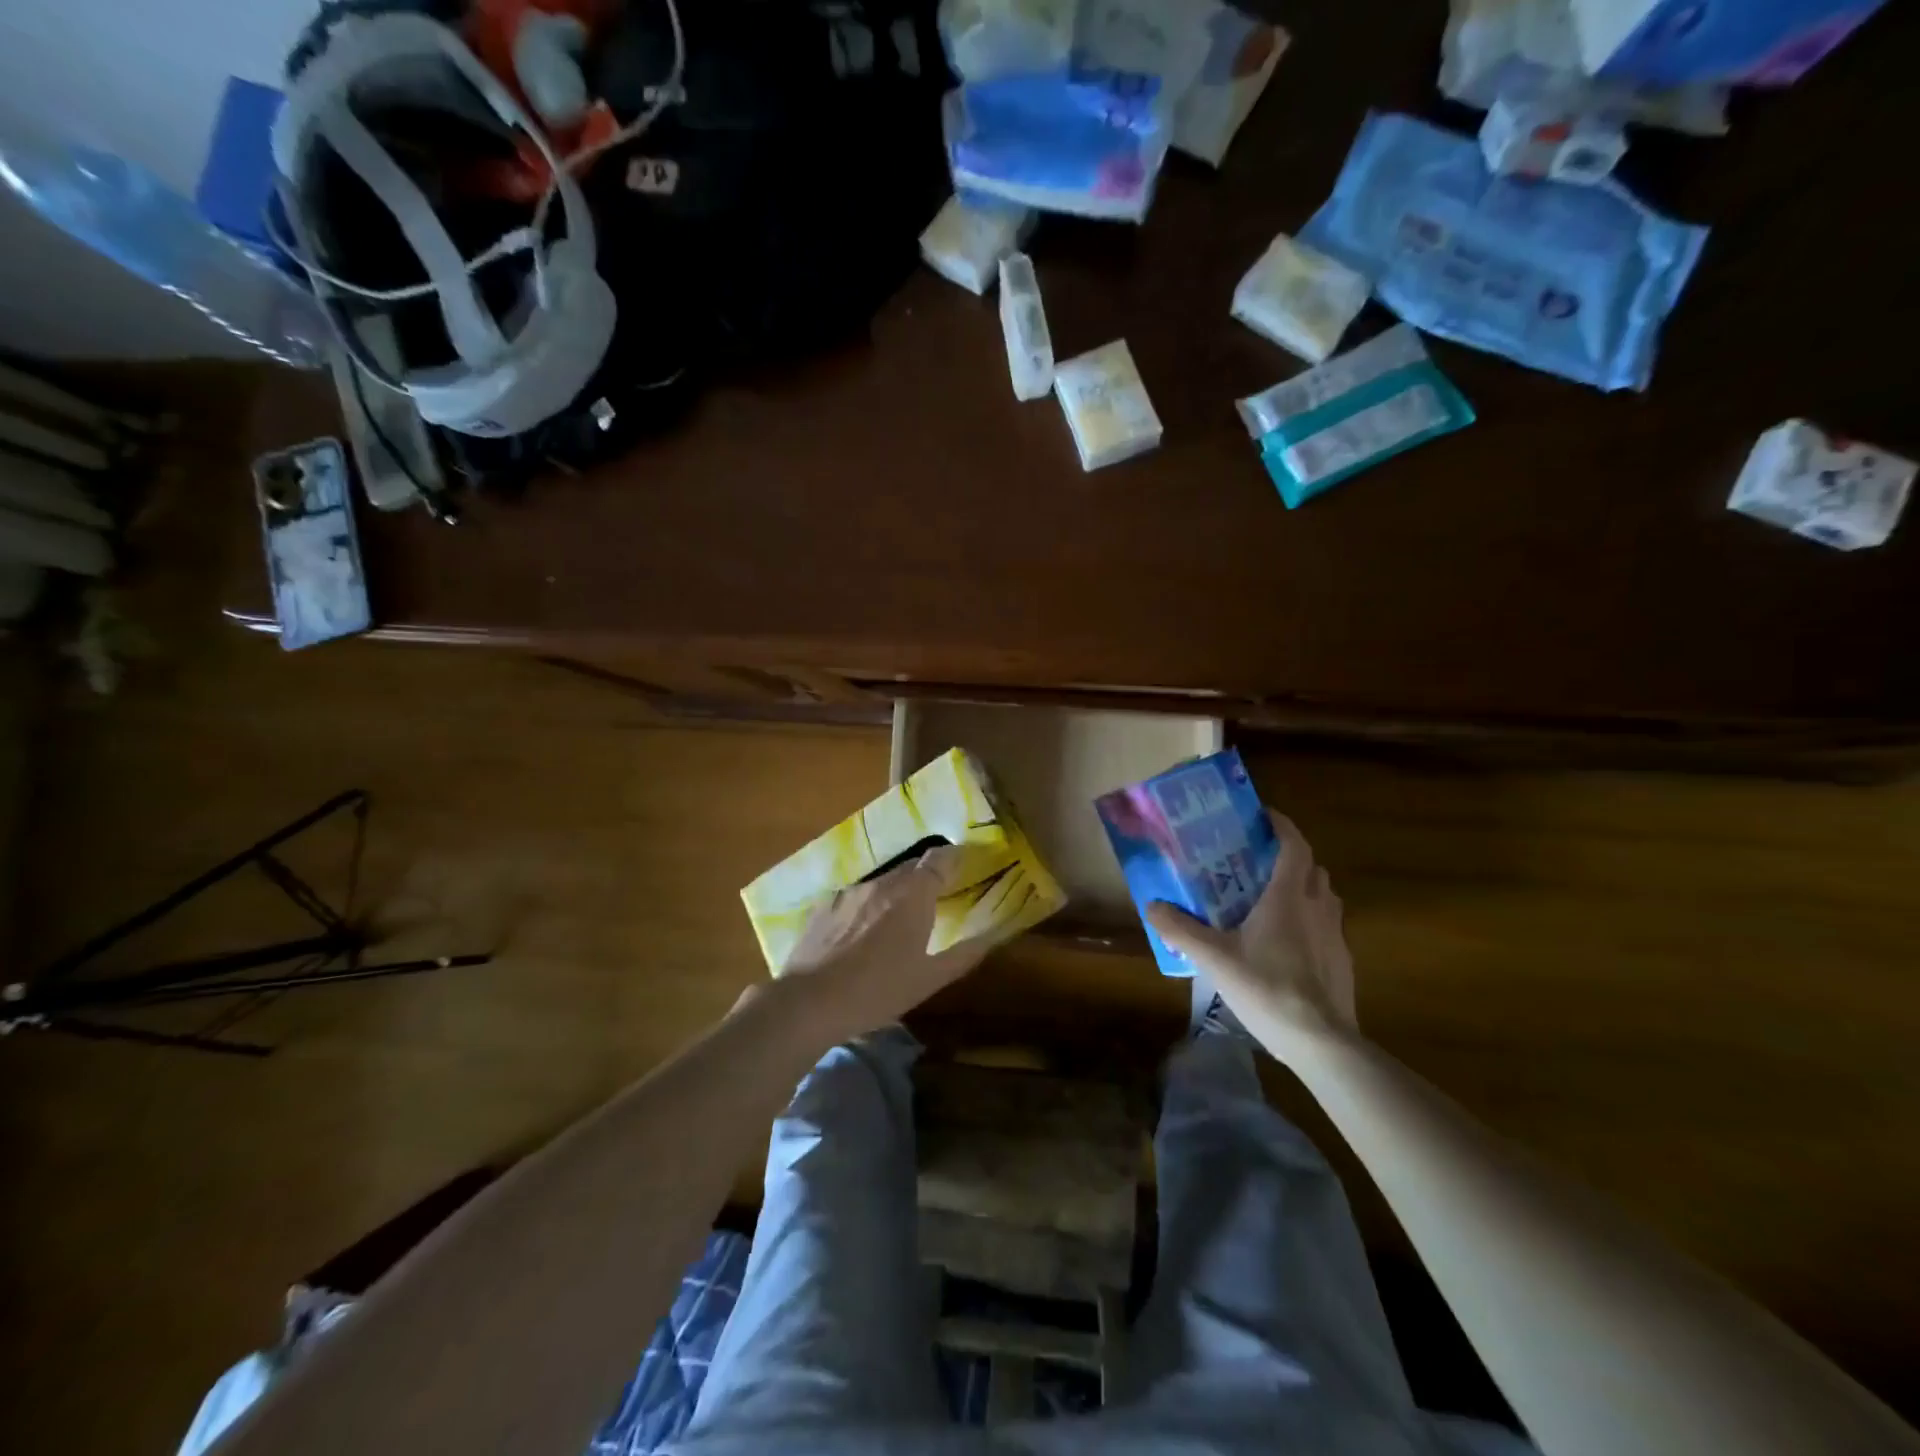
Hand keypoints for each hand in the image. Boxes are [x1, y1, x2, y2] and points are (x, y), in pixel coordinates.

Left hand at [766, 848, 988, 1046]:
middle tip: (934, 898)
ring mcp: (849, 892)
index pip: (938, 859)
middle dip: (924, 877)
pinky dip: (865, 907)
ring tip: (895, 920)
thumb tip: (990, 937)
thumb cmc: (878, 990)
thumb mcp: (928, 980)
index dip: (953, 857)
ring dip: (894, 894)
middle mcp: (882, 882)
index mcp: (912, 895)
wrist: (810, 1001)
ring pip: (881, 882)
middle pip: (909, 868)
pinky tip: (860, 934)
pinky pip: (854, 897)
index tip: (963, 861)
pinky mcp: (824, 905)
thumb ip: (963, 956)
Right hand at [1146, 811, 1357, 1038]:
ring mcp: (1335, 935)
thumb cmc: (1267, 988)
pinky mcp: (1342, 961)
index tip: (1262, 815)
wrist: (1322, 1042)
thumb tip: (1152, 905)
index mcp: (1288, 896)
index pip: (1294, 845)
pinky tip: (1286, 944)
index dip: (1281, 825)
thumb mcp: (1214, 959)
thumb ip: (1181, 930)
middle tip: (1258, 861)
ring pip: (1323, 896)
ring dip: (1303, 887)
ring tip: (1271, 899)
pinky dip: (1309, 920)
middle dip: (1289, 857)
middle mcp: (1317, 906)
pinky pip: (1327, 925)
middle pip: (1311, 867)